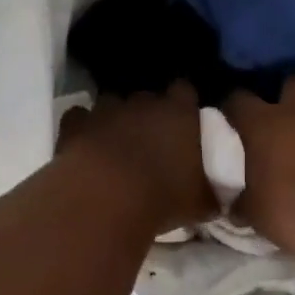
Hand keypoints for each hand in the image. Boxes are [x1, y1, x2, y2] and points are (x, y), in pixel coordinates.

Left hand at [57, 84, 216, 234]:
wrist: (105, 200)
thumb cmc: (163, 199)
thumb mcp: (202, 204)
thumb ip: (213, 191)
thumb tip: (219, 195)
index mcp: (180, 113)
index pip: (185, 90)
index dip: (184, 103)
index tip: (185, 120)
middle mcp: (143, 102)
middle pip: (148, 96)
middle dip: (149, 112)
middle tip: (151, 138)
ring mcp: (106, 109)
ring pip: (112, 103)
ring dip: (115, 118)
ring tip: (116, 143)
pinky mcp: (75, 123)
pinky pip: (79, 118)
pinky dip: (83, 128)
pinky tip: (85, 145)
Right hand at [223, 78, 294, 255]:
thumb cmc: (293, 213)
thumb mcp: (255, 212)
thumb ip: (244, 200)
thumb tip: (237, 206)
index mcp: (265, 124)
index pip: (238, 99)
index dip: (234, 106)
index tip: (234, 117)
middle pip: (292, 83)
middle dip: (289, 98)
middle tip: (289, 124)